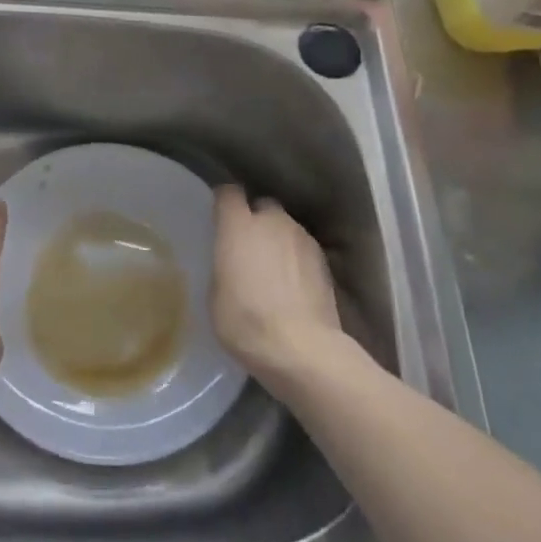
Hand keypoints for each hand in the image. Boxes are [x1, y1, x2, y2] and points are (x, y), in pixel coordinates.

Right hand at [210, 185, 343, 388]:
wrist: (301, 348)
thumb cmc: (245, 321)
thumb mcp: (216, 293)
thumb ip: (225, 263)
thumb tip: (233, 260)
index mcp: (239, 226)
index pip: (229, 193)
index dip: (224, 202)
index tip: (220, 216)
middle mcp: (272, 222)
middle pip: (263, 206)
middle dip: (256, 219)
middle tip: (248, 246)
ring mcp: (302, 239)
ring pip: (286, 227)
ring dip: (278, 239)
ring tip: (273, 269)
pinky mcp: (324, 260)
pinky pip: (303, 248)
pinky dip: (296, 258)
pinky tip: (293, 284)